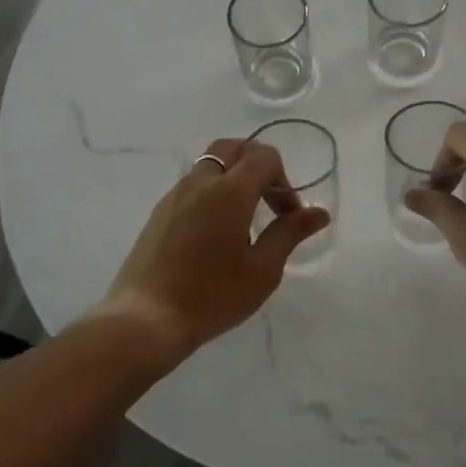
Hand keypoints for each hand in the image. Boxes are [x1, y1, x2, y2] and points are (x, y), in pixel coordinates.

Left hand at [101, 137, 330, 354]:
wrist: (147, 318)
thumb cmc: (213, 295)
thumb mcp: (263, 269)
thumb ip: (290, 233)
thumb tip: (319, 213)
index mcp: (230, 190)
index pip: (264, 156)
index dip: (284, 180)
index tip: (288, 216)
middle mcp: (200, 182)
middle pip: (233, 147)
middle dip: (257, 164)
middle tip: (268, 200)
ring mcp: (175, 195)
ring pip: (210, 164)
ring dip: (233, 177)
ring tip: (243, 218)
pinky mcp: (159, 213)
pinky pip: (192, 185)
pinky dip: (212, 192)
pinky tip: (215, 231)